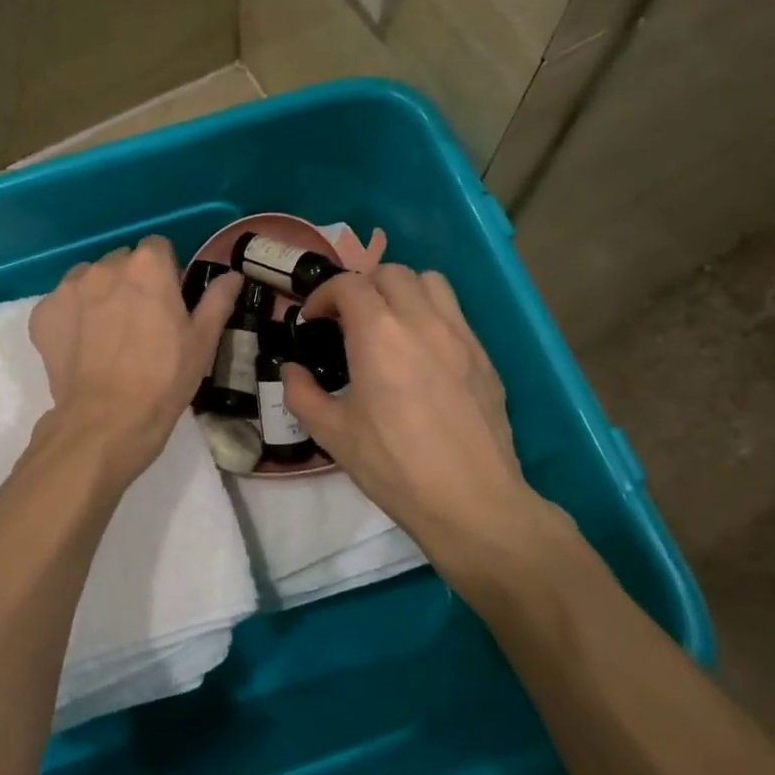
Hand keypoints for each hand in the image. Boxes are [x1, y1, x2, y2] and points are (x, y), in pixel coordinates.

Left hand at [29, 237, 239, 478]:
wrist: (106, 420)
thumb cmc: (164, 378)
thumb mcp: (202, 340)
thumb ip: (217, 299)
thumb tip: (233, 275)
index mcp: (147, 266)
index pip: (157, 247)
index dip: (165, 271)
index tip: (168, 300)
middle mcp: (104, 266)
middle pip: (121, 262)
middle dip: (130, 282)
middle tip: (140, 322)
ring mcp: (68, 289)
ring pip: (88, 279)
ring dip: (99, 295)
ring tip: (108, 335)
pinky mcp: (42, 314)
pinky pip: (61, 304)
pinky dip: (71, 318)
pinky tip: (82, 348)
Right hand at [283, 266, 555, 570]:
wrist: (471, 501)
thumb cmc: (393, 466)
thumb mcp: (332, 433)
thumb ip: (301, 393)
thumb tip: (290, 370)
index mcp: (379, 333)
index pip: (348, 284)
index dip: (323, 295)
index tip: (312, 321)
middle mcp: (422, 321)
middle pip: (391, 272)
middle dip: (362, 287)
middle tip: (348, 320)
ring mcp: (460, 335)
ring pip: (431, 282)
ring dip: (403, 291)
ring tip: (389, 324)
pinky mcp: (484, 357)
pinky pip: (456, 314)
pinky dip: (432, 316)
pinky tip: (423, 355)